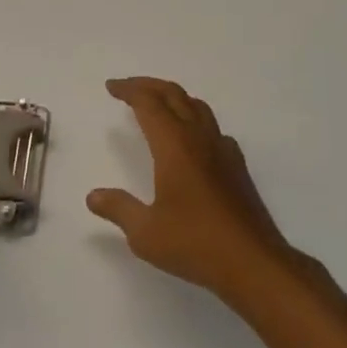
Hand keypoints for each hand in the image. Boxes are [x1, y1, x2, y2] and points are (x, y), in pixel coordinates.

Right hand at [86, 77, 307, 300]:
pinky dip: (195, 119)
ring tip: (157, 104)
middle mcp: (199, 137)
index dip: (129, 90)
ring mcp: (222, 149)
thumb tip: (93, 196)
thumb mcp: (146, 233)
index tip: (111, 87)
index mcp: (174, 145)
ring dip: (173, 97)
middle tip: (128, 87)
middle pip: (173, 94)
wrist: (253, 262)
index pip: (148, 103)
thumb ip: (119, 209)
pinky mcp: (237, 165)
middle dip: (148, 85)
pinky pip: (213, 128)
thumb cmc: (195, 243)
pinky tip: (192, 139)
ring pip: (196, 106)